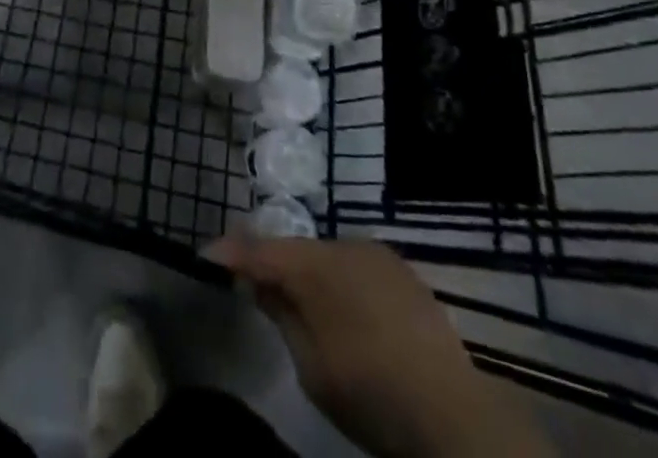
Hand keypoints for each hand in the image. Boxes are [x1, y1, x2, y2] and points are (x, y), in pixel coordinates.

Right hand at [209, 236, 547, 457]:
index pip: (261, 250)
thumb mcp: (311, 366)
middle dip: (273, 263)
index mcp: (315, 267)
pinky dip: (339, 280)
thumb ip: (281, 314)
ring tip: (297, 299)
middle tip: (251, 282)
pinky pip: (355, 266)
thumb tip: (258, 282)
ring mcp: (376, 254)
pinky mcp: (401, 270)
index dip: (231, 251)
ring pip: (327, 255)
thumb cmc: (369, 394)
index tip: (206, 254)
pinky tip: (342, 308)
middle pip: (295, 249)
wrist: (451, 412)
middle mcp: (343, 245)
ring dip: (308, 272)